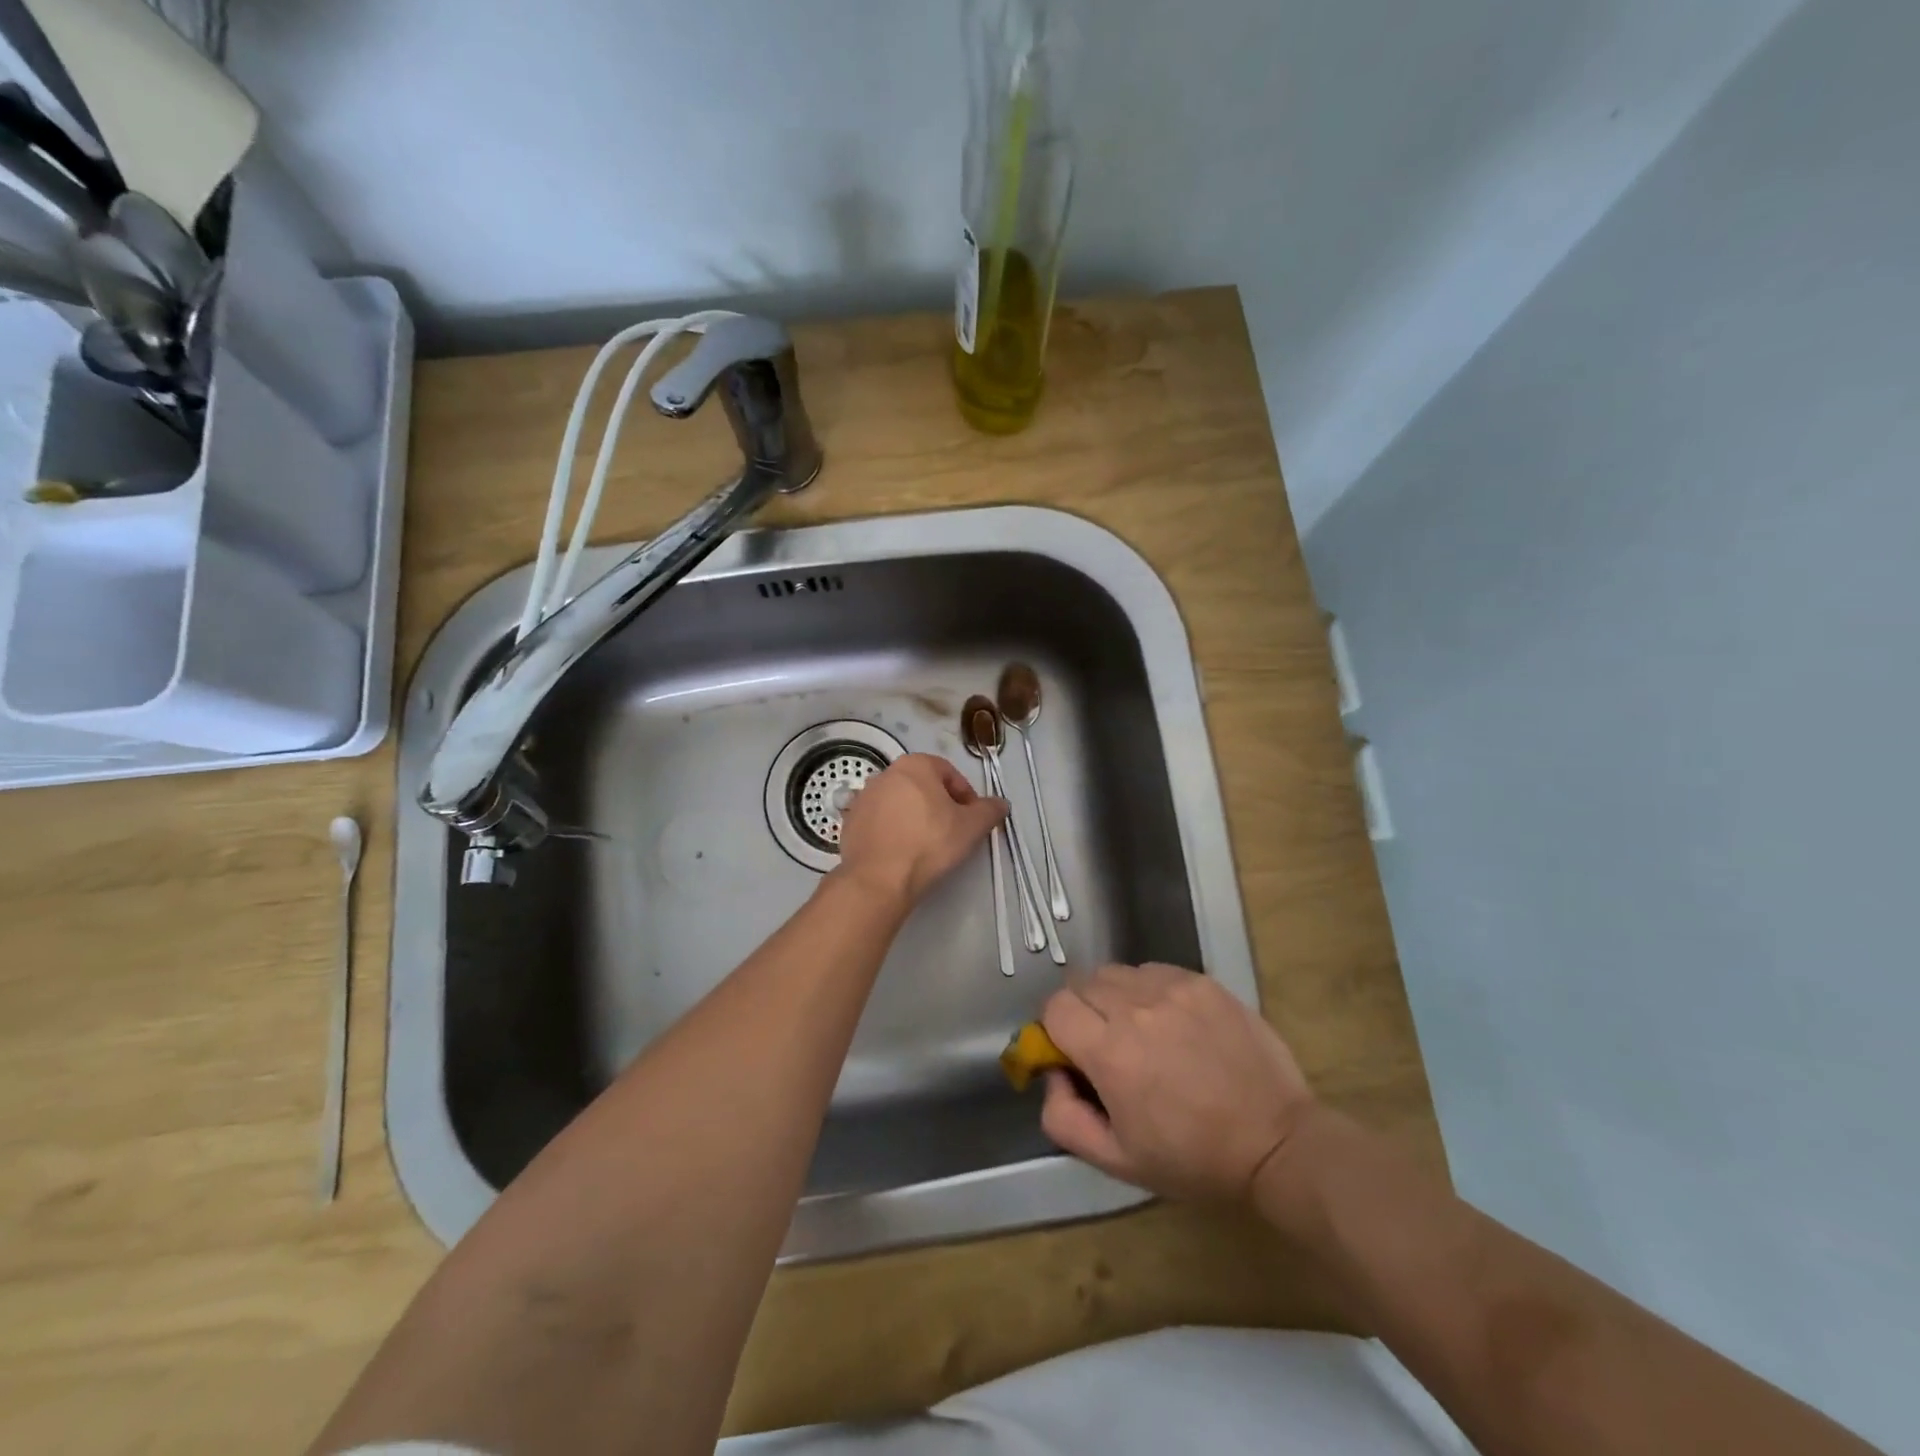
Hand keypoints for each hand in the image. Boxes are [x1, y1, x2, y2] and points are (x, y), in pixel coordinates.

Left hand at [833, 753, 1006, 907]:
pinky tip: (902, 852)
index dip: (966, 797)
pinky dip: (893, 831)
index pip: (950, 774)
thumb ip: (990, 810)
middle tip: (952, 832)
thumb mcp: (971, 827)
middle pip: (923, 787)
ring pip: (900, 803)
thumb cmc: (930, 843)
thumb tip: (1001, 803)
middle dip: (940, 806)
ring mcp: (863, 797)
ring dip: (915, 817)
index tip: (971, 820)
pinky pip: (880, 821)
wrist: (879, 879)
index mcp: (915, 765)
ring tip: (926, 845)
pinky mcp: (849, 822)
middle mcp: (886, 773)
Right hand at [1039, 962, 1315, 1202]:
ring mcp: (1172, 988)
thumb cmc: (1193, 1158)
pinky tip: (1171, 1022)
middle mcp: (1135, 1008)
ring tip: (1141, 1030)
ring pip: (1117, 973)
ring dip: (1115, 997)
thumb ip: (1063, 1118)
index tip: (1075, 1054)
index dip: (1056, 1030)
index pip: (1055, 1007)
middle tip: (1107, 1045)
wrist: (1276, 1142)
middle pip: (1082, 983)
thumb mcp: (1117, 1160)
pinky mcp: (1202, 982)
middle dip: (1083, 1011)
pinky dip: (1149, 989)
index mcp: (1110, 1052)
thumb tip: (1052, 1073)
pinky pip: (1154, 970)